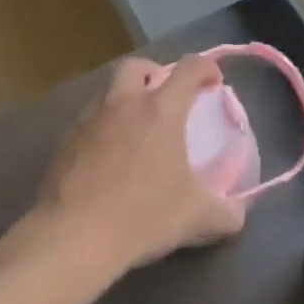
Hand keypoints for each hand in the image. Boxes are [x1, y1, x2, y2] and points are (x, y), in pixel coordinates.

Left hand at [35, 54, 245, 276]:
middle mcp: (123, 104)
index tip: (213, 83)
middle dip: (155, 73)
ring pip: (108, 92)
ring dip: (125, 100)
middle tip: (166, 98)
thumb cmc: (143, 216)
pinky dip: (103, 128)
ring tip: (136, 131)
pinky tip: (109, 158)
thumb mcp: (198, 219)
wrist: (74, 237)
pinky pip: (88, 121)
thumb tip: (238, 211)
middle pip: (137, 66)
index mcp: (161, 110)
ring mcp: (89, 120)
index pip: (189, 68)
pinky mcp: (65, 141)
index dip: (206, 68)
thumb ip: (227, 212)